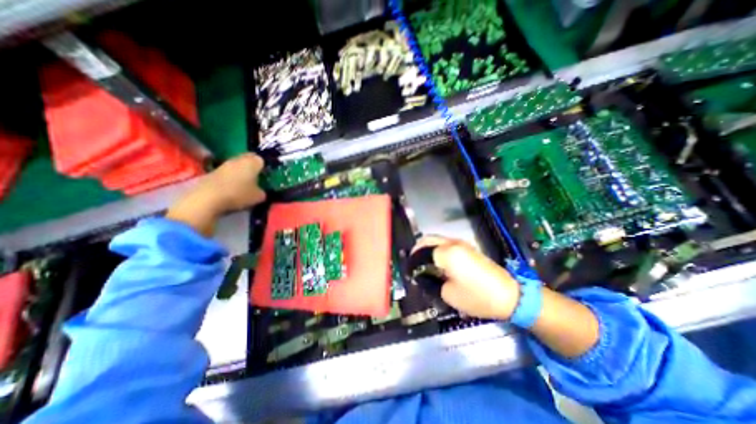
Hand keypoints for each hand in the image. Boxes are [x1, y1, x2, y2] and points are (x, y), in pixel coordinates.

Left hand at [166, 155, 266, 236]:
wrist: (208, 198)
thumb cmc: (239, 194)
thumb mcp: (258, 197)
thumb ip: (262, 191)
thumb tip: (261, 191)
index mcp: (253, 162)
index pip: (262, 160)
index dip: (264, 168)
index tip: (266, 176)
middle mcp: (238, 159)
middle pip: (248, 159)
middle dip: (252, 167)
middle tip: (257, 178)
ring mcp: (224, 164)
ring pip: (237, 165)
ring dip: (241, 172)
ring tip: (244, 184)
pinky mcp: (212, 171)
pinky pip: (227, 172)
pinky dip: (231, 178)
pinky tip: (232, 188)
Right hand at [412, 237, 520, 319]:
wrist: (509, 295)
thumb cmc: (477, 297)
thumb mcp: (448, 294)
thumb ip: (432, 281)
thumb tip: (424, 275)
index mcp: (447, 253)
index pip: (421, 252)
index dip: (413, 261)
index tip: (409, 271)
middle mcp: (452, 243)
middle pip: (427, 239)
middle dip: (417, 249)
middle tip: (412, 263)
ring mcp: (461, 243)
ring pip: (437, 239)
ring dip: (427, 248)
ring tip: (422, 262)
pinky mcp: (468, 247)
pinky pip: (445, 243)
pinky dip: (437, 248)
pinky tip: (436, 261)